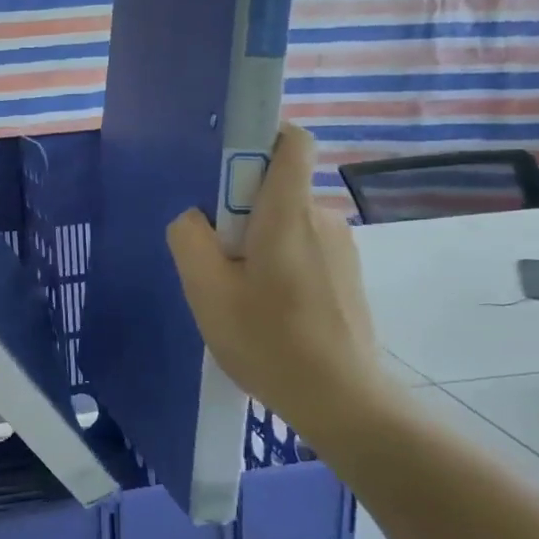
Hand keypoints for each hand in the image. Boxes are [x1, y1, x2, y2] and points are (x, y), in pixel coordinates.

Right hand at [166, 124, 393, 439]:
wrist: (340, 399)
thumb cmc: (268, 340)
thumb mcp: (207, 291)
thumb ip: (189, 239)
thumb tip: (195, 218)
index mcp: (288, 212)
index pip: (291, 140)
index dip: (261, 139)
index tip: (228, 173)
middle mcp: (322, 217)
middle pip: (277, 189)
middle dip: (242, 213)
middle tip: (219, 265)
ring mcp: (341, 248)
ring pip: (287, 225)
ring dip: (260, 246)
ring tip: (243, 299)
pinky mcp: (348, 276)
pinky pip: (304, 251)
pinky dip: (281, 267)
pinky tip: (270, 314)